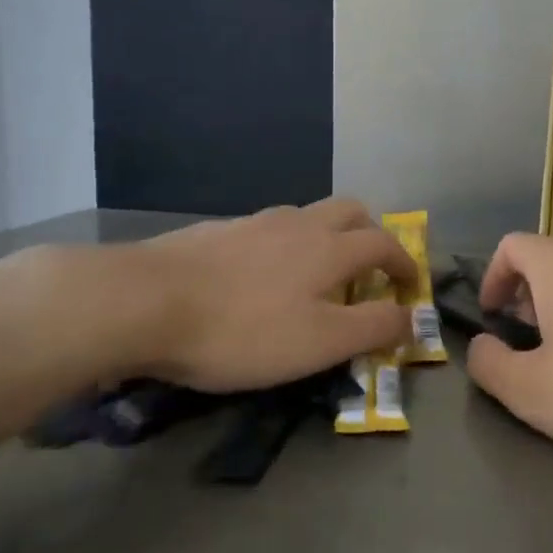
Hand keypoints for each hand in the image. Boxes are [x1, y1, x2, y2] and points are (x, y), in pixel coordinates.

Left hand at [21, 199, 416, 392]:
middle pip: (350, 210)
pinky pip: (267, 230)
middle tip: (368, 272)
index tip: (410, 287)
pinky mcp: (216, 232)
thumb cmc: (242, 329)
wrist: (141, 302)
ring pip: (306, 217)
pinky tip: (260, 280)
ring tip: (314, 279)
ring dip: (325, 239)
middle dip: (370, 235)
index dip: (405, 264)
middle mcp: (298, 223)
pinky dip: (284, 247)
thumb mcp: (320, 342)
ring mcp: (254, 222)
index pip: (385, 243)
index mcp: (330, 247)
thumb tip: (411, 318)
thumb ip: (373, 327)